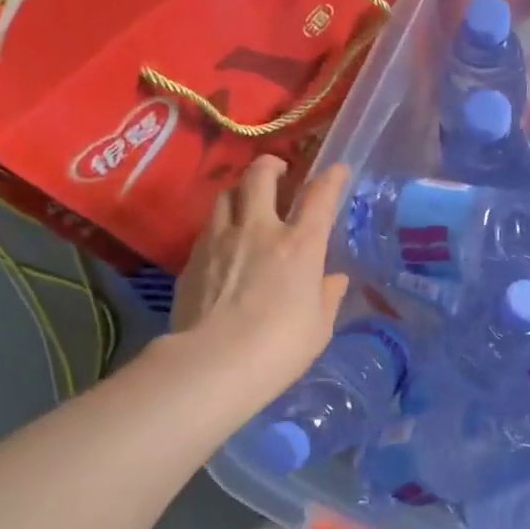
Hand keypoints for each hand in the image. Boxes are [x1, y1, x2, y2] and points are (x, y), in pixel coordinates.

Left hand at [171, 156, 351, 404]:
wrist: (214, 363)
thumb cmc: (280, 347)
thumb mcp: (319, 327)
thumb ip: (328, 296)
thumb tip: (333, 279)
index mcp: (300, 245)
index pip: (320, 197)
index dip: (331, 178)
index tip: (336, 169)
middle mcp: (259, 229)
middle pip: (260, 176)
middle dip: (271, 165)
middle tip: (278, 171)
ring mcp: (220, 239)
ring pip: (226, 194)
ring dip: (240, 191)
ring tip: (246, 201)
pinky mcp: (192, 257)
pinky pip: (208, 226)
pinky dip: (220, 224)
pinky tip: (223, 241)